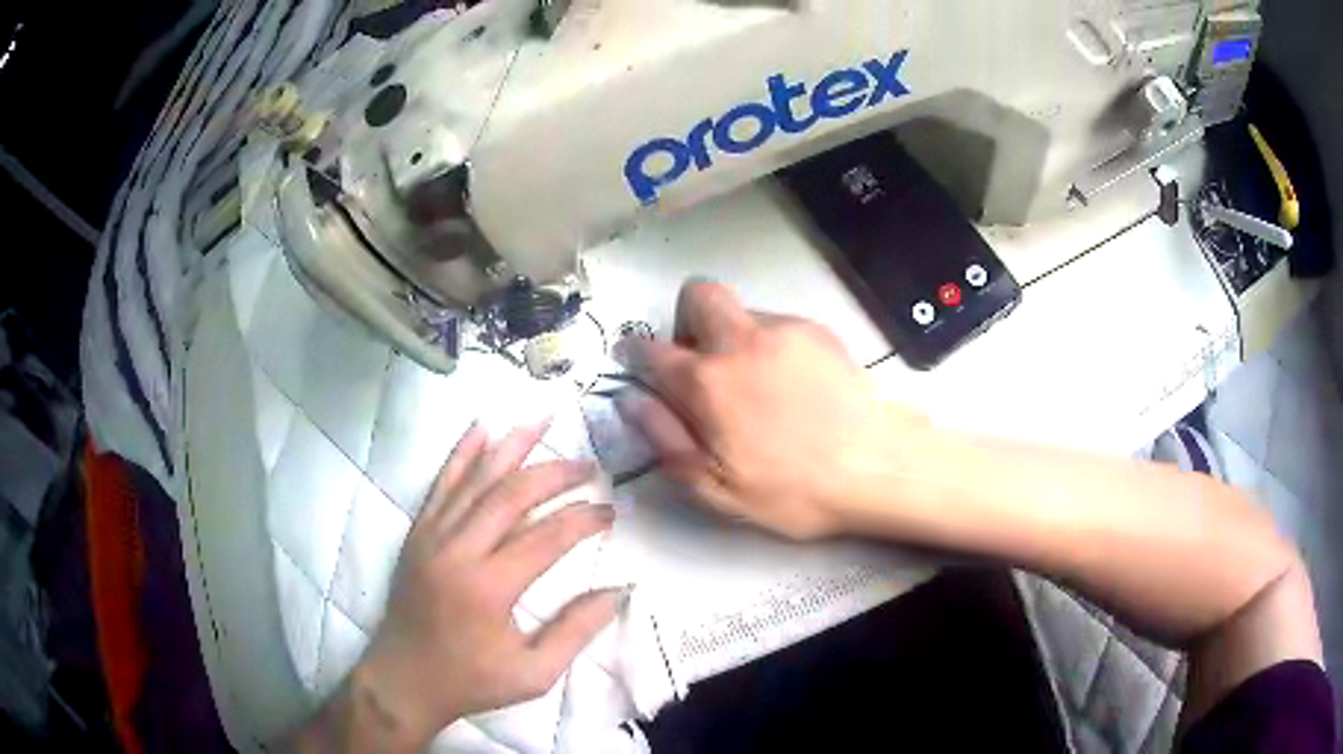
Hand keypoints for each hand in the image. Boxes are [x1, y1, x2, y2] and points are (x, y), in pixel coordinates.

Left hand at [353, 422, 620, 747]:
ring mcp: (433, 536)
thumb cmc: (471, 681)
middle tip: (589, 467)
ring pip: (476, 479)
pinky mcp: (418, 533)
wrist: (403, 679)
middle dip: (555, 473)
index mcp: (489, 587)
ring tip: (544, 420)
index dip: (584, 519)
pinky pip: (442, 484)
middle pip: (512, 495)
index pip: (547, 537)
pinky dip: (462, 453)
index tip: (611, 511)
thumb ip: (578, 631)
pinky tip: (482, 428)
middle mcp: (458, 551)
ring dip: (512, 446)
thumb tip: (619, 591)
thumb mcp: (534, 673)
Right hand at [618, 281, 930, 539]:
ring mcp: (784, 329)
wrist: (877, 467)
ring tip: (759, 383)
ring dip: (733, 336)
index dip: (635, 352)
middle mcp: (741, 341)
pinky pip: (778, 324)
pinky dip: (770, 344)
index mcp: (708, 382)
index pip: (651, 350)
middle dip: (687, 318)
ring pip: (741, 311)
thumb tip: (632, 400)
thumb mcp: (717, 488)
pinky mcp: (818, 331)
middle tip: (702, 360)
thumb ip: (665, 439)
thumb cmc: (793, 490)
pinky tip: (793, 383)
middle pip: (697, 294)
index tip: (634, 358)